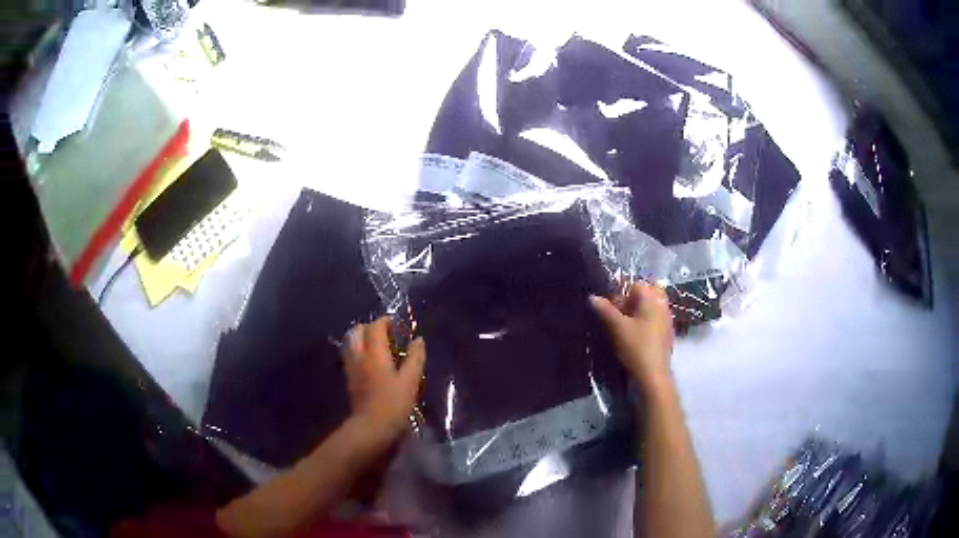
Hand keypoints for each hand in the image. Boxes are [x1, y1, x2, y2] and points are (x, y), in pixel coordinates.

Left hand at [343, 316, 425, 439]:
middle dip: (370, 327)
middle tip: (387, 334)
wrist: (371, 428)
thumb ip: (415, 358)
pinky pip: (351, 357)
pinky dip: (360, 352)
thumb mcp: (410, 381)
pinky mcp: (350, 380)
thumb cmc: (393, 404)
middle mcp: (359, 356)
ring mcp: (351, 368)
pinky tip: (371, 363)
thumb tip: (418, 340)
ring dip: (362, 339)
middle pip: (357, 331)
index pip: (375, 327)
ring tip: (378, 347)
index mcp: (374, 353)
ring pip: (351, 343)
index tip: (397, 324)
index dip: (385, 321)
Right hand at [590, 282, 673, 390]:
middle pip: (647, 293)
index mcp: (652, 298)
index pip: (636, 284)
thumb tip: (592, 297)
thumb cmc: (636, 347)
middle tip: (619, 312)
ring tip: (625, 325)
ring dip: (638, 310)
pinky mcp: (667, 332)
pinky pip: (655, 318)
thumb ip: (605, 310)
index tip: (611, 306)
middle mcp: (662, 304)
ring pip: (652, 306)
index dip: (621, 292)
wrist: (653, 374)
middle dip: (632, 299)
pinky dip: (645, 320)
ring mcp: (667, 318)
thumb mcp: (617, 327)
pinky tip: (636, 335)